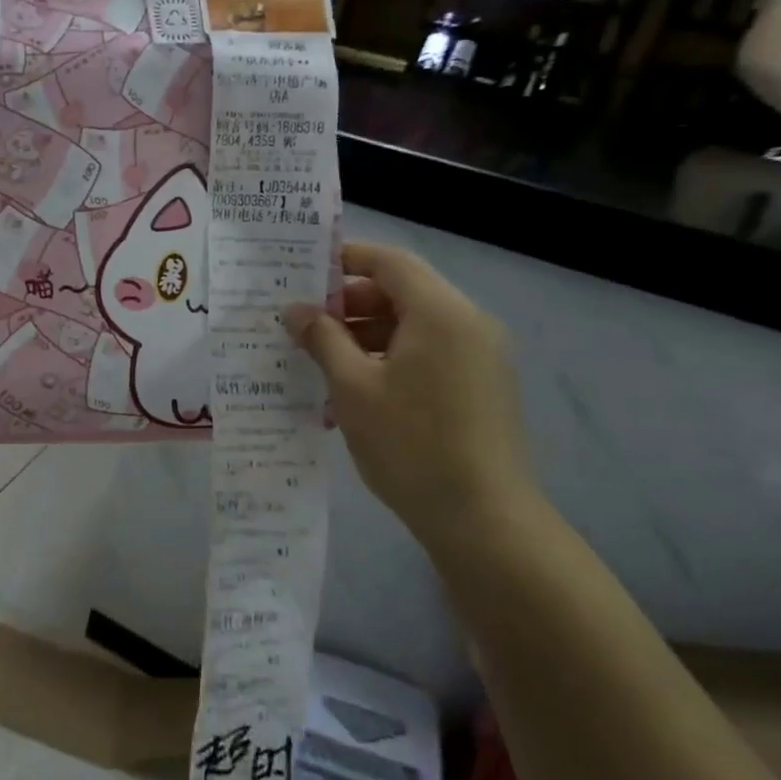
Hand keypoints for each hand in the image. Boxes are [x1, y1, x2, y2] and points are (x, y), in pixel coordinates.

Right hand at [287, 242, 532, 542]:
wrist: (484, 520)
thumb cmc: (411, 444)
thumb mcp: (353, 388)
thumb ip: (323, 339)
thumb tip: (295, 309)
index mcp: (440, 312)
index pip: (389, 262)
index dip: (345, 259)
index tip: (303, 272)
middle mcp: (468, 323)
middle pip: (403, 291)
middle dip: (350, 303)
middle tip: (304, 323)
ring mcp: (480, 356)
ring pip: (414, 325)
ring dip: (367, 333)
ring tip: (321, 359)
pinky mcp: (481, 385)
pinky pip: (430, 352)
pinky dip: (391, 356)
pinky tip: (356, 386)